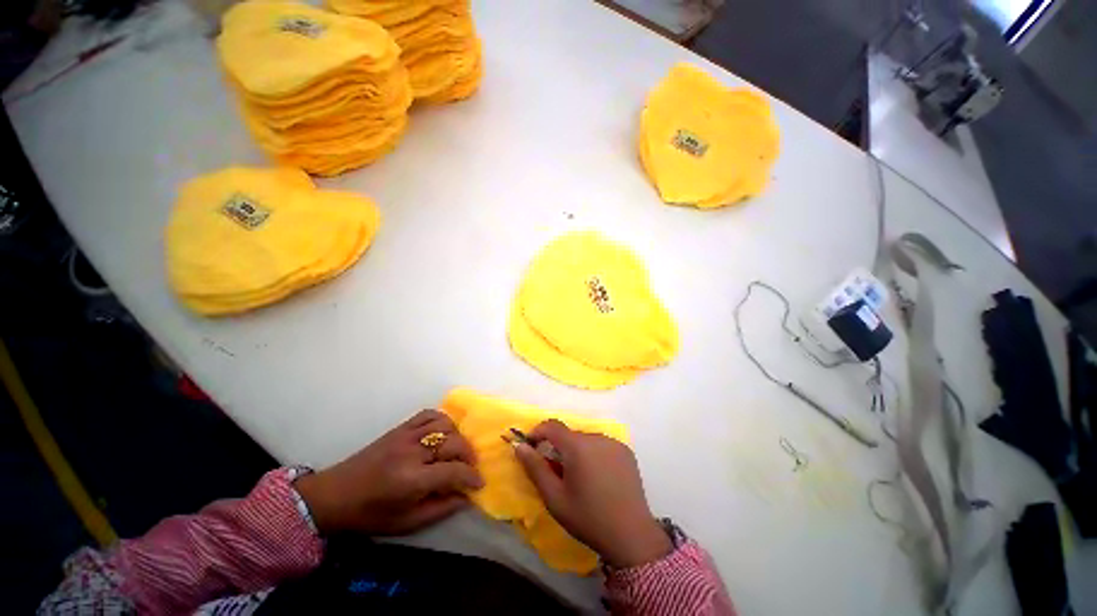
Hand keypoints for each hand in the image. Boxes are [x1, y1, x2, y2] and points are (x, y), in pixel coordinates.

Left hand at [294, 410, 483, 535]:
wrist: (335, 495)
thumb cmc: (370, 515)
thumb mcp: (406, 523)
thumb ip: (440, 509)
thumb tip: (466, 497)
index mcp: (412, 480)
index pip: (454, 471)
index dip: (472, 477)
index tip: (479, 483)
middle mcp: (413, 452)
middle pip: (455, 443)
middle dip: (469, 456)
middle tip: (470, 468)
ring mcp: (407, 436)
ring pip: (446, 425)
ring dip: (458, 437)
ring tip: (458, 451)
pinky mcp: (401, 428)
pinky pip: (429, 414)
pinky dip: (443, 420)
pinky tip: (444, 432)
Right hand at [515, 420, 671, 568]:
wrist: (631, 535)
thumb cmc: (588, 518)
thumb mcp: (554, 498)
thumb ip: (535, 468)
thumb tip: (519, 445)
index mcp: (578, 446)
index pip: (552, 426)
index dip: (538, 431)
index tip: (531, 446)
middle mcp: (597, 437)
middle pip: (570, 434)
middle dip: (558, 447)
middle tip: (556, 473)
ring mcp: (614, 443)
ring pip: (586, 439)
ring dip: (577, 451)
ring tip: (580, 478)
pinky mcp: (626, 451)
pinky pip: (602, 445)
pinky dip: (593, 454)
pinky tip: (598, 477)